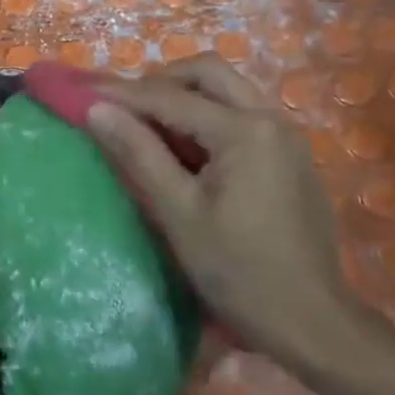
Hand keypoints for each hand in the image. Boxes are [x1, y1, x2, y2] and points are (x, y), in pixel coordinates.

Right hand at [84, 56, 364, 369]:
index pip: (170, 98)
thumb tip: (97, 110)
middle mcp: (271, 118)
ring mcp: (286, 135)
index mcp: (245, 130)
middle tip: (123, 106)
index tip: (82, 91)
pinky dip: (207, 115)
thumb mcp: (179, 213)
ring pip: (227, 90)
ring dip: (185, 95)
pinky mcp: (290, 155)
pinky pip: (242, 114)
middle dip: (160, 81)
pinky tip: (186, 148)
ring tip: (148, 124)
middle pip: (208, 73)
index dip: (122, 94)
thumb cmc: (239, 271)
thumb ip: (139, 153)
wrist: (312, 321)